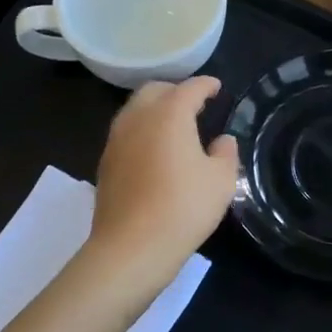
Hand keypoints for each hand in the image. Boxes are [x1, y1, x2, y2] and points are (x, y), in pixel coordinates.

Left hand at [85, 76, 237, 298]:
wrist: (131, 247)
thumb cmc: (184, 207)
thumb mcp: (221, 180)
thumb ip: (226, 153)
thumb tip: (222, 140)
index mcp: (169, 114)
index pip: (190, 88)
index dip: (206, 85)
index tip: (216, 87)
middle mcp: (138, 118)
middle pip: (155, 90)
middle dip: (175, 91)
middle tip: (194, 104)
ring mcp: (116, 140)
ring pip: (135, 110)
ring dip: (154, 109)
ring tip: (173, 125)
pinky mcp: (105, 163)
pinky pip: (126, 133)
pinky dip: (142, 130)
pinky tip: (154, 150)